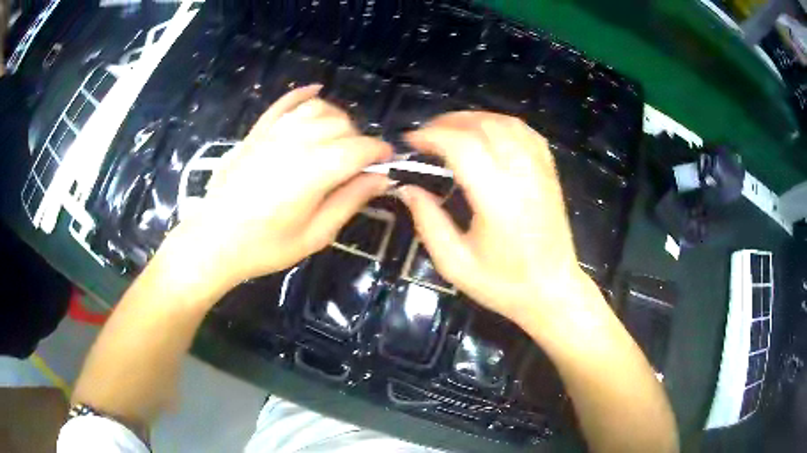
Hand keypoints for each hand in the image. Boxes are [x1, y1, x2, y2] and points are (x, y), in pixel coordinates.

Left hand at [162, 85, 391, 294]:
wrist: (214, 240)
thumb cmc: (265, 245)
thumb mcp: (316, 234)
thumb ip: (350, 201)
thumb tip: (380, 178)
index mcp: (317, 169)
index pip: (362, 148)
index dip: (380, 153)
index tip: (386, 163)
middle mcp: (299, 140)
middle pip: (343, 125)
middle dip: (358, 141)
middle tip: (356, 165)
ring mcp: (275, 131)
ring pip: (319, 109)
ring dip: (336, 120)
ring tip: (337, 141)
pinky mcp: (257, 131)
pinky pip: (285, 103)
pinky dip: (302, 94)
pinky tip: (315, 91)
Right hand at [398, 112, 596, 329]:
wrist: (552, 291)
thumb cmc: (504, 285)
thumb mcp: (455, 264)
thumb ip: (428, 222)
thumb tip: (408, 188)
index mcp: (497, 199)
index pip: (463, 146)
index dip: (432, 136)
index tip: (411, 143)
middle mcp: (522, 176)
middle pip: (483, 126)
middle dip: (448, 122)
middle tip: (425, 136)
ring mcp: (540, 171)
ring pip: (506, 123)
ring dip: (474, 119)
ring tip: (451, 131)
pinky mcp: (550, 173)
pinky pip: (526, 133)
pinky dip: (501, 124)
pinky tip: (487, 134)